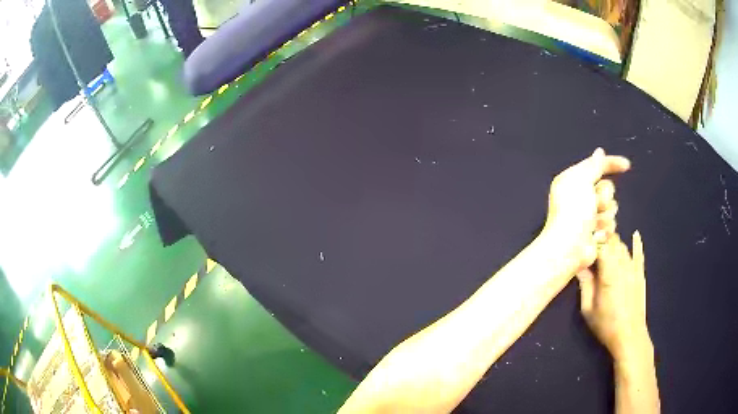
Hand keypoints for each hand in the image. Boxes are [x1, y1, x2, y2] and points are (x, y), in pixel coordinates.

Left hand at [542, 148, 629, 272]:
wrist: (569, 249)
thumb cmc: (573, 212)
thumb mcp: (582, 181)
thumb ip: (593, 166)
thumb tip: (599, 152)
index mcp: (573, 180)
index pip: (596, 167)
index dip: (612, 164)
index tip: (627, 166)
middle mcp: (581, 197)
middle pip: (607, 189)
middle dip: (605, 198)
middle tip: (595, 205)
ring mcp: (588, 217)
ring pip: (611, 209)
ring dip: (605, 217)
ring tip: (593, 225)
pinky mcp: (594, 233)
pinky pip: (610, 227)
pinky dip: (604, 231)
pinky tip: (595, 237)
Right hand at [576, 231, 651, 360]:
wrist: (629, 336)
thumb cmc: (606, 325)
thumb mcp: (588, 309)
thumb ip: (585, 285)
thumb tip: (579, 266)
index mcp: (609, 273)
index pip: (600, 245)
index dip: (590, 241)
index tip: (582, 244)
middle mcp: (622, 265)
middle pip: (612, 241)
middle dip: (601, 239)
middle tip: (591, 245)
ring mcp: (633, 268)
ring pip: (622, 246)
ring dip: (613, 243)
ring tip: (604, 246)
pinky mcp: (640, 273)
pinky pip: (639, 254)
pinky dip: (637, 243)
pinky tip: (635, 234)